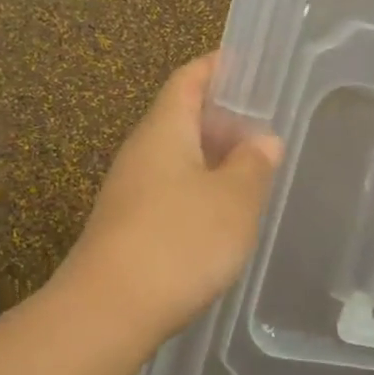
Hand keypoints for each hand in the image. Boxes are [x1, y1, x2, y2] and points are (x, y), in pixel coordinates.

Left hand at [57, 54, 282, 346]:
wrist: (109, 310)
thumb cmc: (179, 242)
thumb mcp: (234, 200)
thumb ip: (253, 165)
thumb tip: (262, 140)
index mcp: (164, 130)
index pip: (188, 80)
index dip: (216, 67)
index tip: (246, 64)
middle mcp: (141, 153)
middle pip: (181, 119)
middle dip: (222, 119)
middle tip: (264, 127)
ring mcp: (129, 192)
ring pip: (176, 160)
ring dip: (212, 160)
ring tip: (252, 172)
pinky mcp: (128, 228)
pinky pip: (169, 193)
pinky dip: (199, 193)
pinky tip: (222, 216)